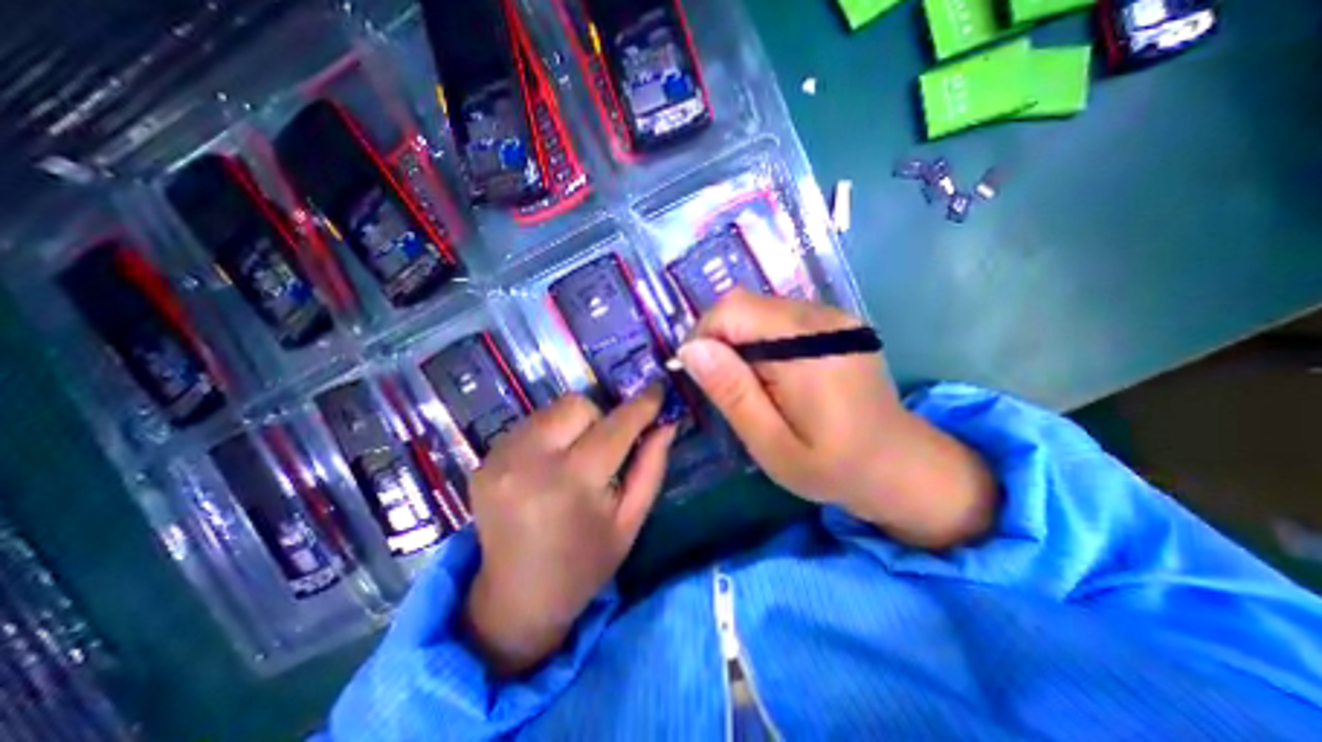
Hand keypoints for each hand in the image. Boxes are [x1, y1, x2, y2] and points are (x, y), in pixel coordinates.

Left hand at [461, 389, 672, 676]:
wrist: (516, 599)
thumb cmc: (585, 562)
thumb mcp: (631, 520)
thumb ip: (651, 466)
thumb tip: (666, 422)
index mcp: (572, 483)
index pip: (615, 427)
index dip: (641, 405)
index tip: (658, 389)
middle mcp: (530, 461)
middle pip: (578, 405)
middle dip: (600, 418)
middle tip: (604, 449)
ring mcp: (500, 458)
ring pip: (553, 409)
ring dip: (574, 425)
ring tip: (574, 459)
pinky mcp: (484, 459)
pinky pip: (530, 424)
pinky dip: (549, 434)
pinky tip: (548, 467)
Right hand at [677, 291, 995, 549]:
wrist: (899, 465)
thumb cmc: (832, 466)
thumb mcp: (771, 443)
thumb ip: (732, 392)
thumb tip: (691, 349)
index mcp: (807, 347)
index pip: (733, 310)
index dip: (704, 337)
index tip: (701, 377)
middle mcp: (821, 318)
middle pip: (744, 304)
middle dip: (720, 340)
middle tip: (725, 387)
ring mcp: (831, 317)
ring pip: (758, 309)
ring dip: (740, 341)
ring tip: (750, 385)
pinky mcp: (834, 323)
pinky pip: (778, 318)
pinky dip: (760, 341)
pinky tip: (771, 374)